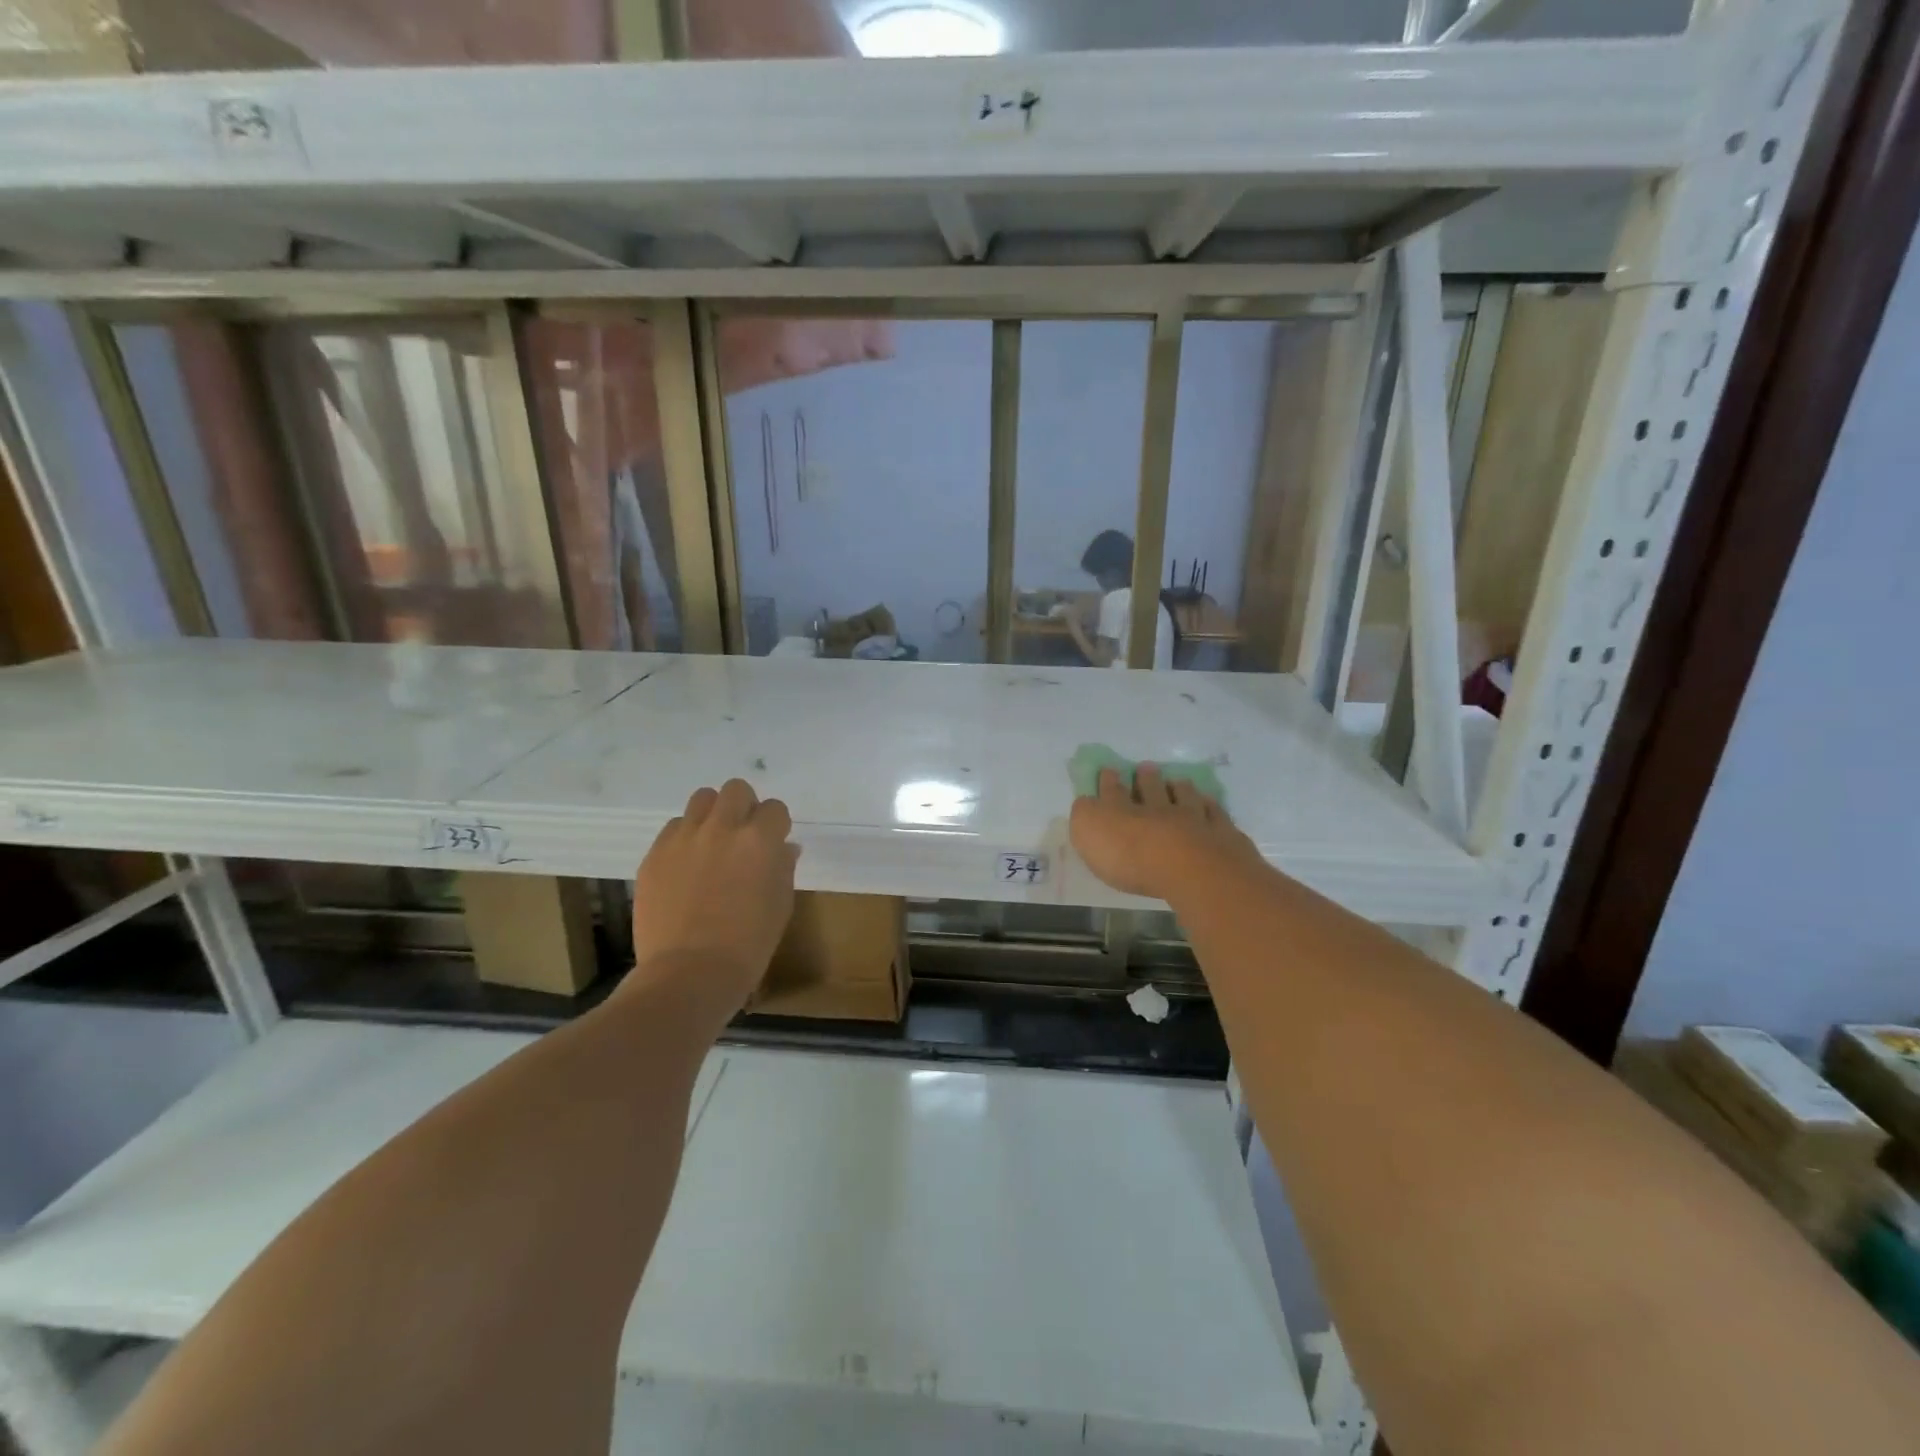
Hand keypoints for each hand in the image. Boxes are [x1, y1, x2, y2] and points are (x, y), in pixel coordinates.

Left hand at [625, 780, 800, 1019]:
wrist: (690, 973)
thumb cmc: (748, 944)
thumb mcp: (780, 905)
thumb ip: (783, 868)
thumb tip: (783, 848)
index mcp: (760, 840)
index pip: (775, 808)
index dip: (776, 825)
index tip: (773, 844)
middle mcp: (722, 828)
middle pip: (736, 790)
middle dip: (744, 807)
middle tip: (742, 836)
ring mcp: (684, 838)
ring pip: (701, 799)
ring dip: (712, 815)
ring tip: (712, 843)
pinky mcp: (655, 854)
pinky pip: (673, 828)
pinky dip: (685, 838)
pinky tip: (686, 865)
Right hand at [1069, 765, 1262, 901]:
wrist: (1190, 868)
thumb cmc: (1131, 857)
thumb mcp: (1089, 835)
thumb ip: (1085, 816)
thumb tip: (1086, 802)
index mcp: (1122, 810)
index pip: (1112, 791)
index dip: (1109, 780)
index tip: (1109, 770)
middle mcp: (1157, 808)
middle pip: (1152, 789)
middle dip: (1147, 778)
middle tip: (1146, 767)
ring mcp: (1193, 819)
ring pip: (1185, 798)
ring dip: (1180, 788)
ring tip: (1179, 782)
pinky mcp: (1221, 835)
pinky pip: (1215, 815)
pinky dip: (1211, 808)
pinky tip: (1210, 805)